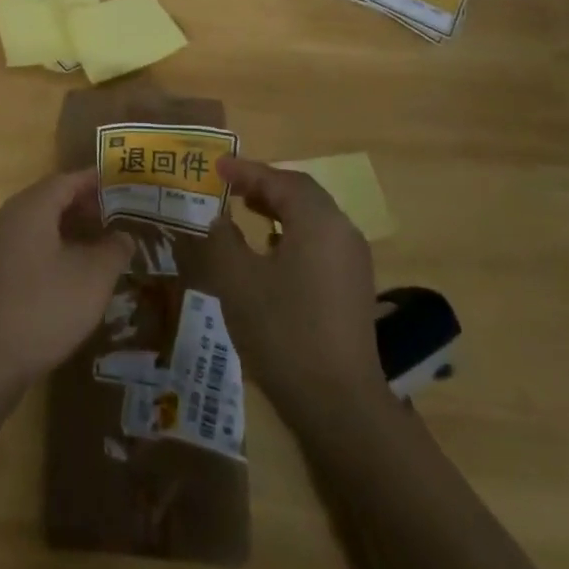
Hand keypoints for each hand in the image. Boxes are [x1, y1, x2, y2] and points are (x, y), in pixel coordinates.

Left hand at [0, 169, 132, 392]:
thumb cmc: (43, 309)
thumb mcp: (93, 279)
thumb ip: (113, 250)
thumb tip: (122, 236)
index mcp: (29, 208)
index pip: (66, 180)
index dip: (95, 181)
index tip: (123, 186)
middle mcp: (6, 218)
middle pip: (48, 199)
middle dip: (83, 206)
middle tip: (116, 218)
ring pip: (35, 225)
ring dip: (67, 229)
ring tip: (99, 246)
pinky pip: (24, 246)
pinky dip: (50, 248)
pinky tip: (69, 273)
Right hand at [204, 157, 390, 427]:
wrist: (337, 401)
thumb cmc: (282, 329)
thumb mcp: (236, 278)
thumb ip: (222, 238)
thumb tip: (219, 218)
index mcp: (318, 222)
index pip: (281, 180)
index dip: (247, 170)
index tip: (216, 167)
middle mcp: (342, 233)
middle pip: (302, 195)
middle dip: (264, 186)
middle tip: (229, 186)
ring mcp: (352, 262)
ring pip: (312, 219)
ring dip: (278, 209)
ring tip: (244, 210)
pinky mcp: (352, 288)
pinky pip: (319, 243)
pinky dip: (291, 234)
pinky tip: (268, 251)